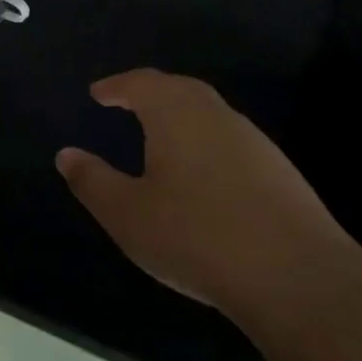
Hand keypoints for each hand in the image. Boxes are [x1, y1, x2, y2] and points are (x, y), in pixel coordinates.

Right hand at [55, 69, 361, 335]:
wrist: (294, 276)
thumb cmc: (195, 237)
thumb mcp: (127, 214)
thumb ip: (93, 181)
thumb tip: (67, 154)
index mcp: (177, 116)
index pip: (143, 84)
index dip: (117, 85)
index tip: (98, 93)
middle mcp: (218, 118)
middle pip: (181, 90)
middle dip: (151, 92)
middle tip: (128, 103)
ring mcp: (255, 143)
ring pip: (210, 115)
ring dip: (181, 116)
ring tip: (159, 136)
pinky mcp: (279, 172)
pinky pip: (230, 141)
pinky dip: (205, 142)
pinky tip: (200, 174)